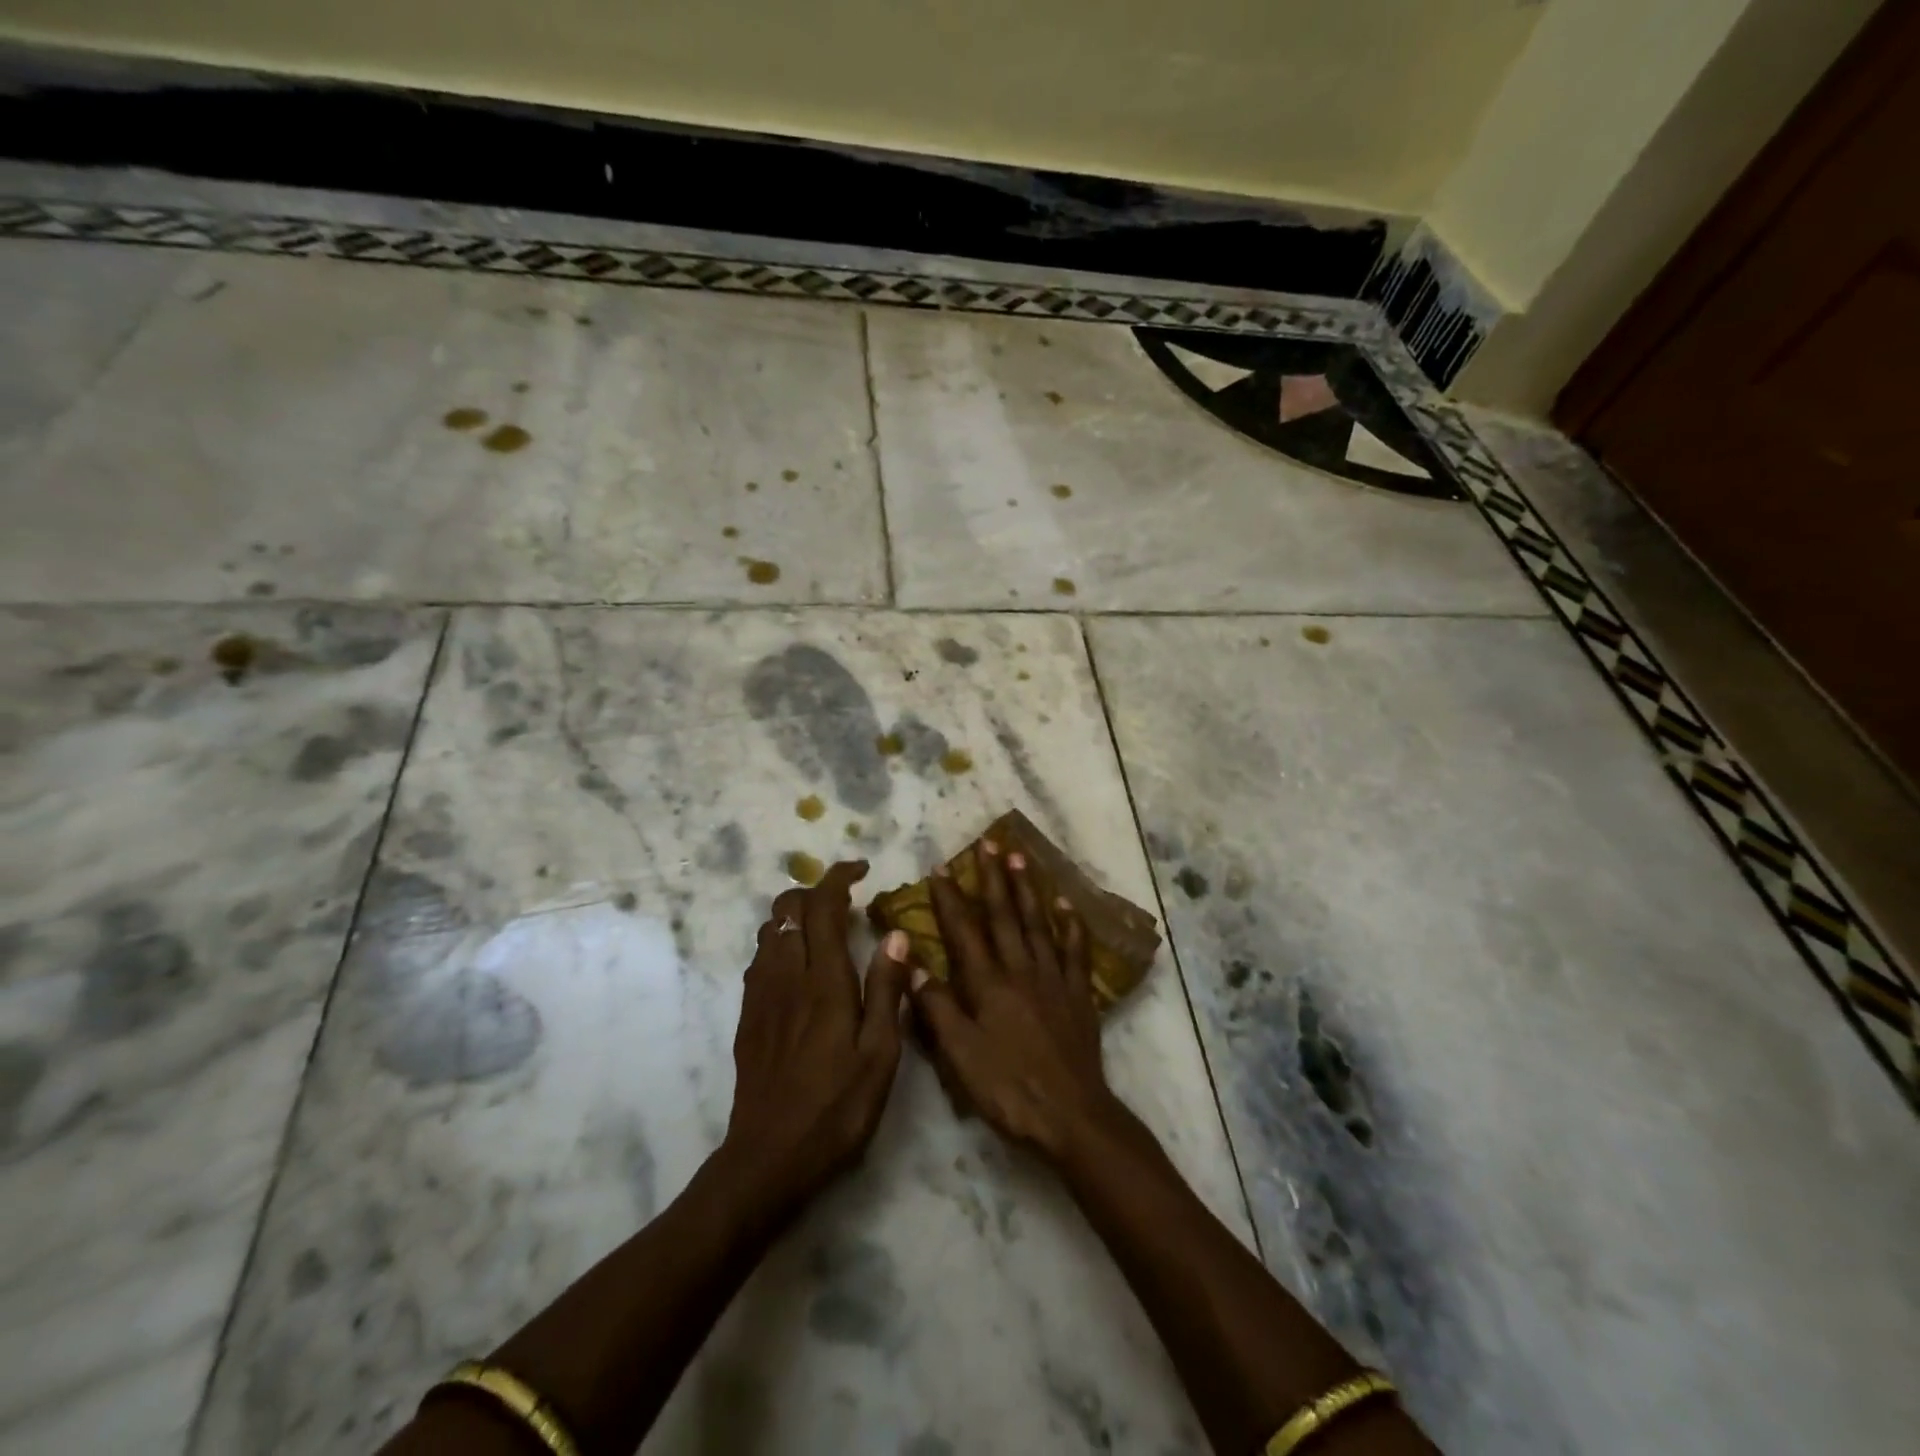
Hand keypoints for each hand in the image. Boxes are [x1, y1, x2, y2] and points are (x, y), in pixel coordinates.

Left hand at [723, 861, 910, 1209]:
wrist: (768, 1159)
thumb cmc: (836, 1108)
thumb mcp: (880, 1055)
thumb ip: (887, 990)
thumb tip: (897, 934)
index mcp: (824, 981)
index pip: (822, 907)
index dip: (838, 877)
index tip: (861, 869)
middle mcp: (786, 976)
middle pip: (787, 908)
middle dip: (815, 890)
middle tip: (846, 902)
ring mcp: (760, 995)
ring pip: (769, 930)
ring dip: (795, 916)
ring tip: (826, 931)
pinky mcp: (747, 1015)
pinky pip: (759, 958)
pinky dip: (780, 943)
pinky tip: (800, 969)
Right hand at [908, 840, 1128, 1162]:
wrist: (1071, 1116)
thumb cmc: (1007, 1088)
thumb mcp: (959, 1055)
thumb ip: (935, 1007)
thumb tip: (910, 963)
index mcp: (988, 984)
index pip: (965, 931)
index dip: (950, 899)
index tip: (940, 869)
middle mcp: (1020, 969)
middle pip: (1005, 915)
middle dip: (993, 878)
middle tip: (989, 844)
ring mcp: (1053, 978)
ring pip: (1038, 923)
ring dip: (1027, 888)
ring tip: (1020, 857)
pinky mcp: (1078, 994)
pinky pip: (1075, 950)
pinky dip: (1071, 925)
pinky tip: (1066, 905)